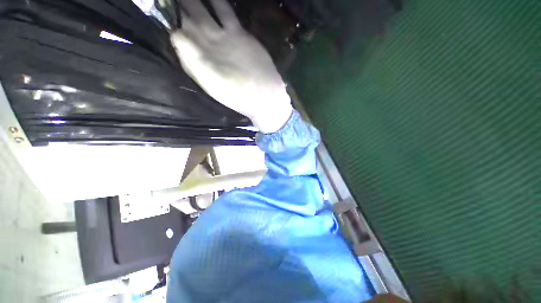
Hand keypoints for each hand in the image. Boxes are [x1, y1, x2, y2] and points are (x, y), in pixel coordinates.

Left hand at [171, 0, 291, 132]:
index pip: (178, 37)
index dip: (169, 21)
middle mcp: (207, 48)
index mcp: (198, 61)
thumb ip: (193, 59)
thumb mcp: (213, 82)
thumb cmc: (238, 94)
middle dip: (179, 6)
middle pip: (189, 22)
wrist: (264, 95)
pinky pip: (224, 12)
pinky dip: (217, 1)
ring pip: (204, 14)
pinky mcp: (238, 34)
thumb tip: (174, 34)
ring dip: (194, 1)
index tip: (161, 5)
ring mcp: (223, 39)